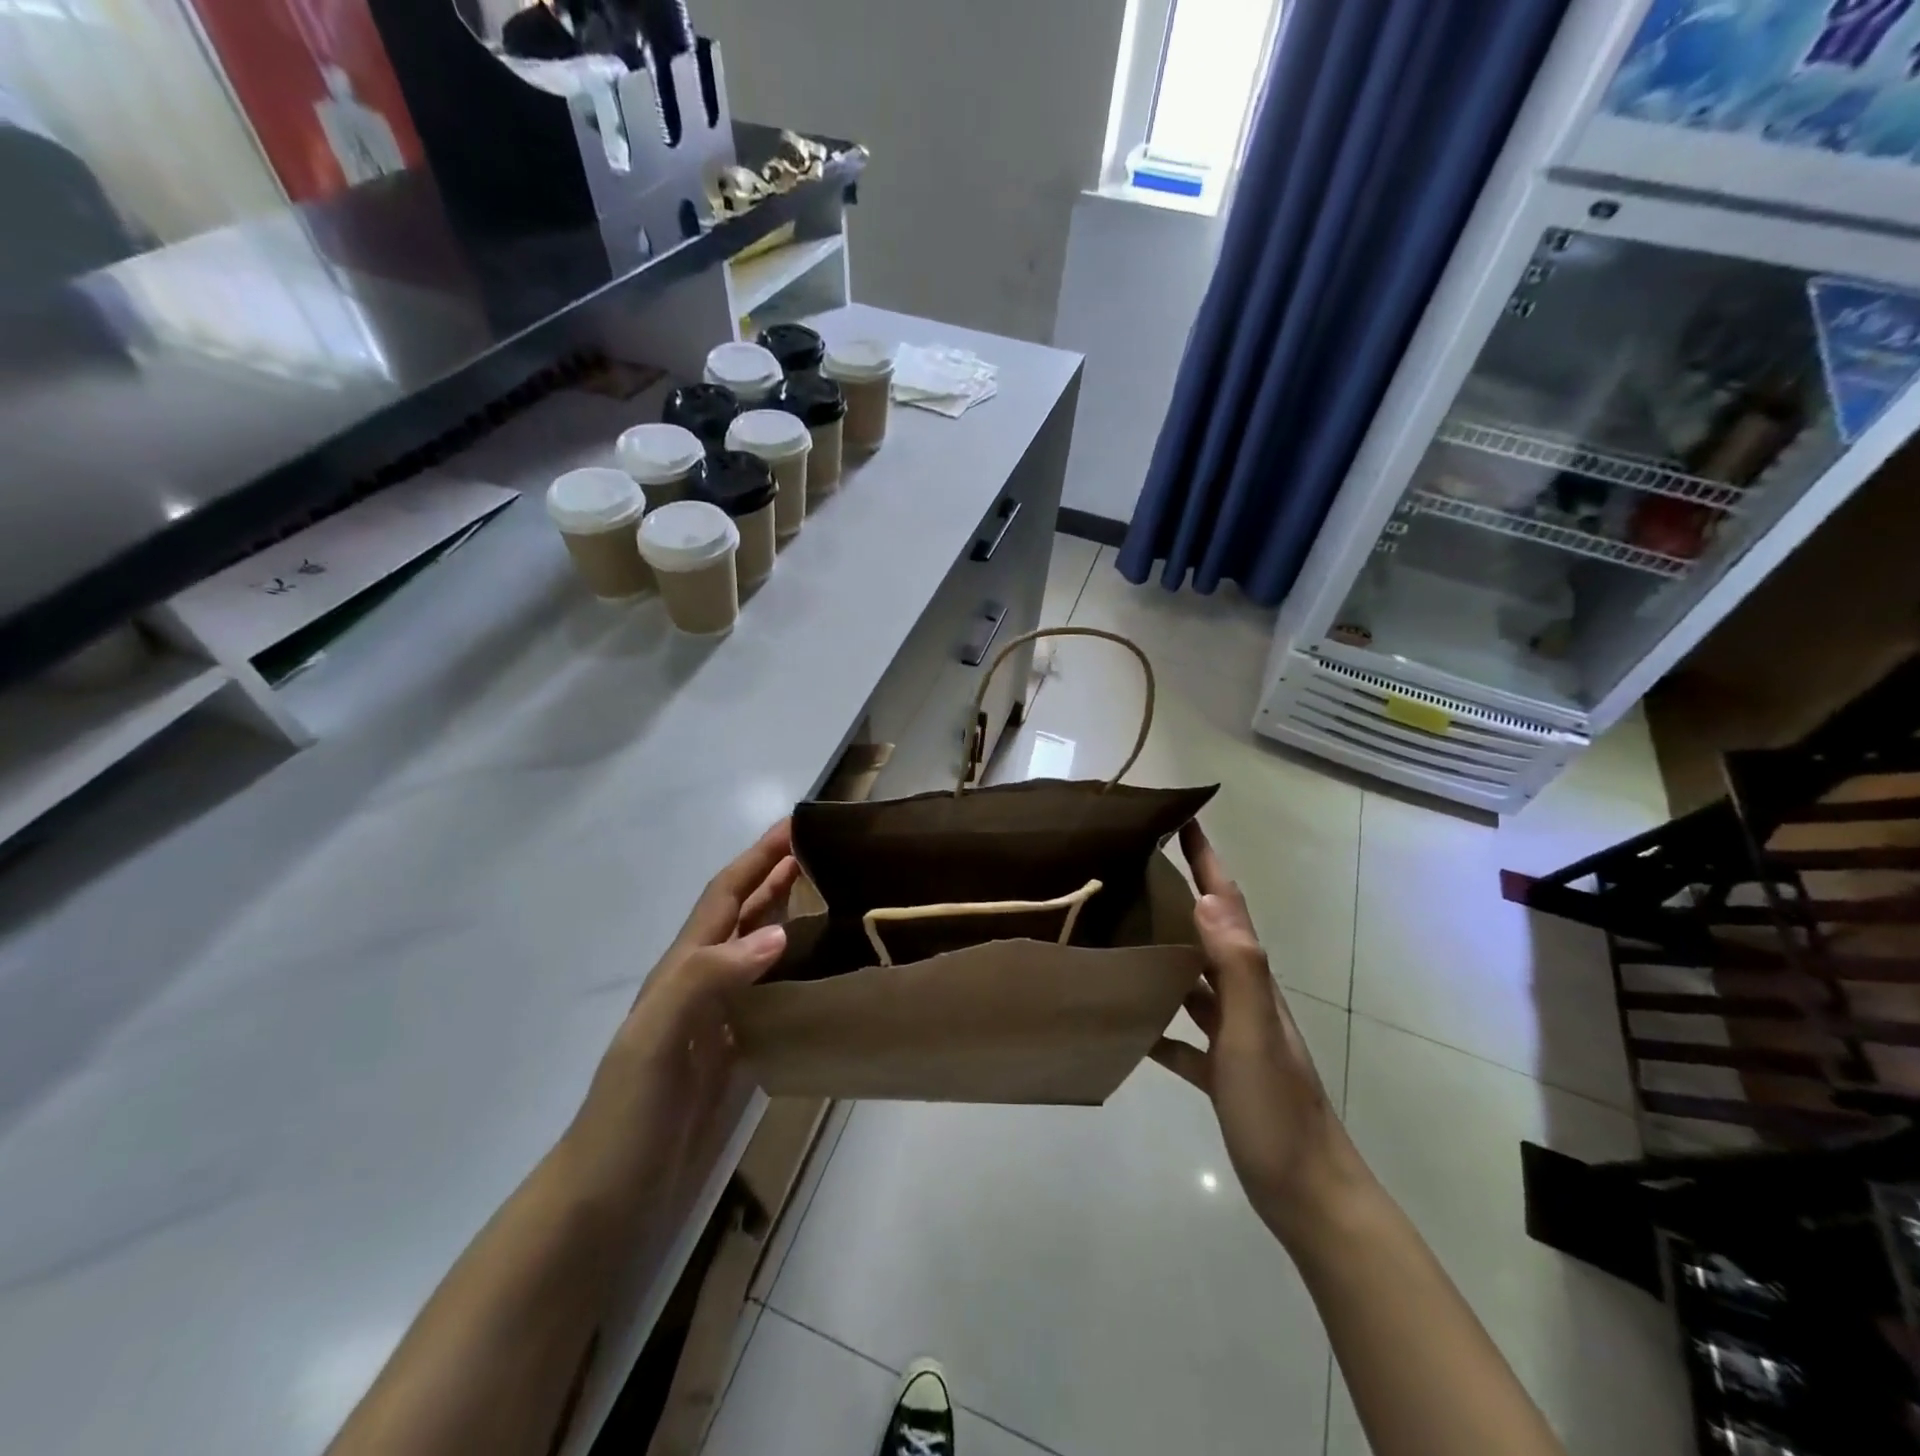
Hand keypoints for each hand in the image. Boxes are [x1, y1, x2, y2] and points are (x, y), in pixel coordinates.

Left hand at [563, 821, 800, 1208]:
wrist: (611, 1197)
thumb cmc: (629, 1113)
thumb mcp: (655, 1040)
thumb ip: (707, 980)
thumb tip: (778, 933)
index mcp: (682, 969)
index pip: (724, 896)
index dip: (757, 858)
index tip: (796, 825)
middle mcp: (703, 984)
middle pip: (744, 915)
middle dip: (777, 876)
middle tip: (824, 852)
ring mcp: (720, 1019)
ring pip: (760, 951)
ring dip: (789, 917)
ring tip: (832, 898)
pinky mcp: (737, 1052)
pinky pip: (773, 994)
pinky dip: (797, 971)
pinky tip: (823, 974)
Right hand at [1152, 821, 1368, 1245]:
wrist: (1309, 1194)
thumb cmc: (1278, 1111)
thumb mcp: (1254, 1035)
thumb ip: (1237, 967)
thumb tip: (1208, 899)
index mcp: (1253, 980)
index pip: (1230, 904)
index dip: (1209, 861)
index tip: (1185, 820)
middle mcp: (1244, 997)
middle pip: (1210, 932)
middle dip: (1182, 893)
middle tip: (1136, 868)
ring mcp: (1234, 1035)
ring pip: (1195, 978)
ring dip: (1166, 950)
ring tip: (1122, 930)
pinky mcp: (1222, 1071)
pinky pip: (1184, 1034)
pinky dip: (1159, 1022)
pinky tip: (1128, 1024)